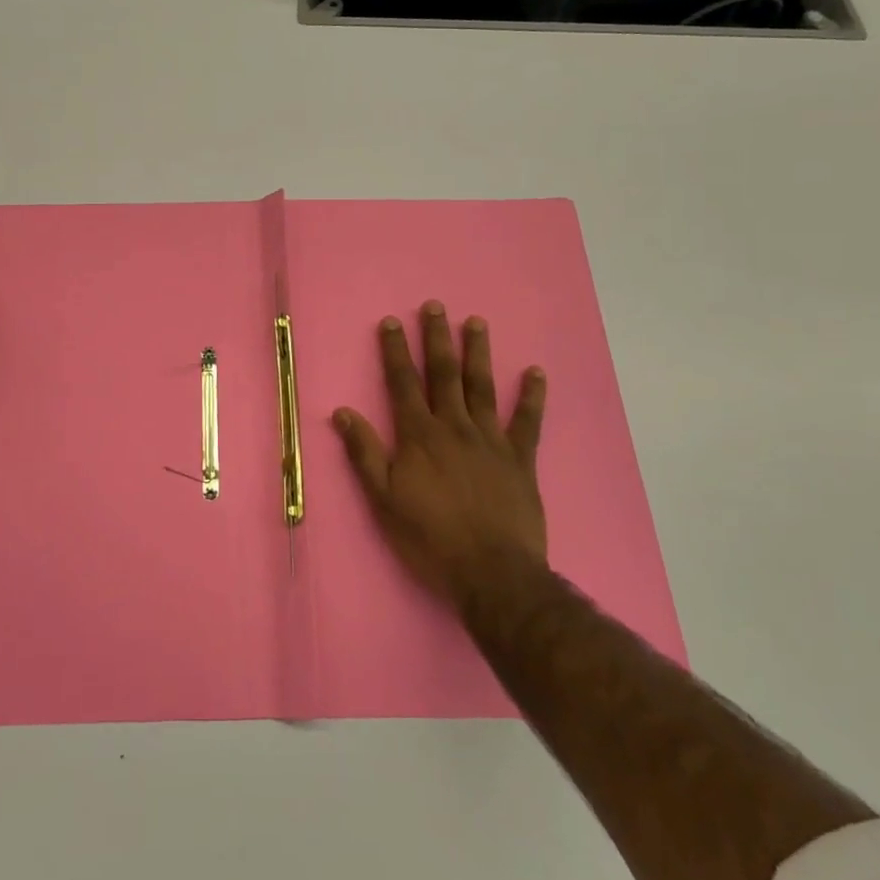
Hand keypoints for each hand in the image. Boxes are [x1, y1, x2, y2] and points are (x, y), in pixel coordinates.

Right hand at [332, 302, 547, 611]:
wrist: (491, 573)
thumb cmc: (430, 538)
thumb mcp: (384, 500)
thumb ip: (365, 453)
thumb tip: (343, 412)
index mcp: (419, 436)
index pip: (403, 383)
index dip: (395, 351)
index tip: (392, 321)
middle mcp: (454, 427)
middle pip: (444, 374)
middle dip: (437, 338)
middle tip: (436, 305)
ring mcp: (490, 440)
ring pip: (482, 387)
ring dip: (478, 353)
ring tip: (477, 322)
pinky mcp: (520, 459)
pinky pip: (527, 421)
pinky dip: (532, 396)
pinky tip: (536, 372)